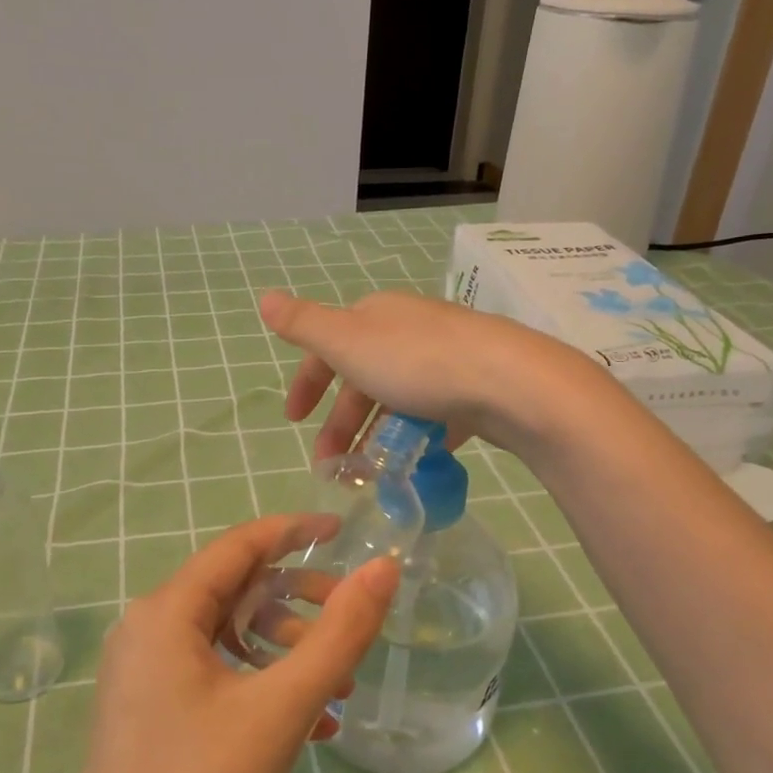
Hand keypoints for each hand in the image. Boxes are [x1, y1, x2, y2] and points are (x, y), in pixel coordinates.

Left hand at [56, 516, 399, 772]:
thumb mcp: (282, 709)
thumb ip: (340, 634)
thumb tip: (383, 569)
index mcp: (165, 613)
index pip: (239, 546)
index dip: (295, 531)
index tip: (345, 534)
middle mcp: (147, 631)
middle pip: (235, 590)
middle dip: (299, 603)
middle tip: (352, 624)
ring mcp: (144, 675)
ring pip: (229, 636)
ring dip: (286, 651)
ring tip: (336, 687)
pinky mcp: (150, 713)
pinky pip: (215, 675)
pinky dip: (262, 685)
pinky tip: (308, 723)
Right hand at [259, 288, 583, 460]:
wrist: (508, 381)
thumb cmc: (416, 362)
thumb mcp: (348, 342)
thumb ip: (304, 326)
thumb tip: (264, 297)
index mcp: (377, 317)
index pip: (329, 346)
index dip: (308, 382)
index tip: (294, 421)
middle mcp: (411, 330)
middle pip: (364, 377)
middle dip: (341, 422)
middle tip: (331, 466)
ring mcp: (447, 358)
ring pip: (399, 398)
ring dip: (376, 435)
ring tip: (368, 475)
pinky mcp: (475, 387)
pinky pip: (435, 412)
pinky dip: (418, 435)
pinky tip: (416, 459)